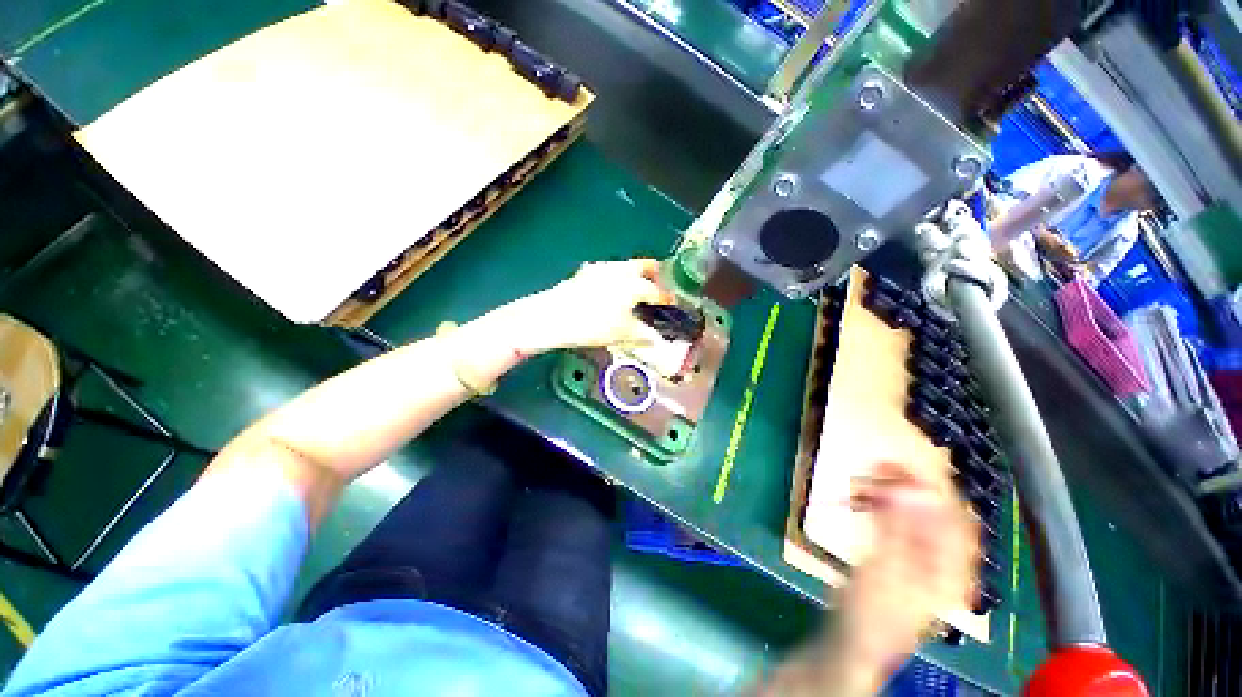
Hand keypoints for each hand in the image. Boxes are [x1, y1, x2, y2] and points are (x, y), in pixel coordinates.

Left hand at [514, 258, 675, 353]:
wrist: (554, 317)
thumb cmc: (594, 325)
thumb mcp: (622, 334)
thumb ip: (643, 335)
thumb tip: (656, 339)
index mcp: (634, 285)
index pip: (657, 291)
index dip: (667, 298)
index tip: (672, 302)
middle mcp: (621, 271)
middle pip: (644, 265)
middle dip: (654, 274)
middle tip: (657, 285)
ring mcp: (601, 268)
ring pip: (625, 266)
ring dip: (634, 275)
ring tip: (634, 291)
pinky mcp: (585, 272)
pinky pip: (608, 271)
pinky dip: (616, 279)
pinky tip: (610, 292)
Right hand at [837, 463, 979, 664]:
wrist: (851, 641)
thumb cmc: (871, 612)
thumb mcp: (883, 569)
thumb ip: (897, 528)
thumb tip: (910, 485)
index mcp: (951, 569)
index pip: (957, 517)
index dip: (935, 487)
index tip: (902, 462)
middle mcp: (943, 561)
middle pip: (936, 512)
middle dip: (908, 486)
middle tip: (877, 465)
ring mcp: (921, 559)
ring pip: (915, 514)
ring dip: (891, 493)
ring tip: (864, 479)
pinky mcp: (899, 556)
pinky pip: (896, 521)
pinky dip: (880, 505)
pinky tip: (862, 497)